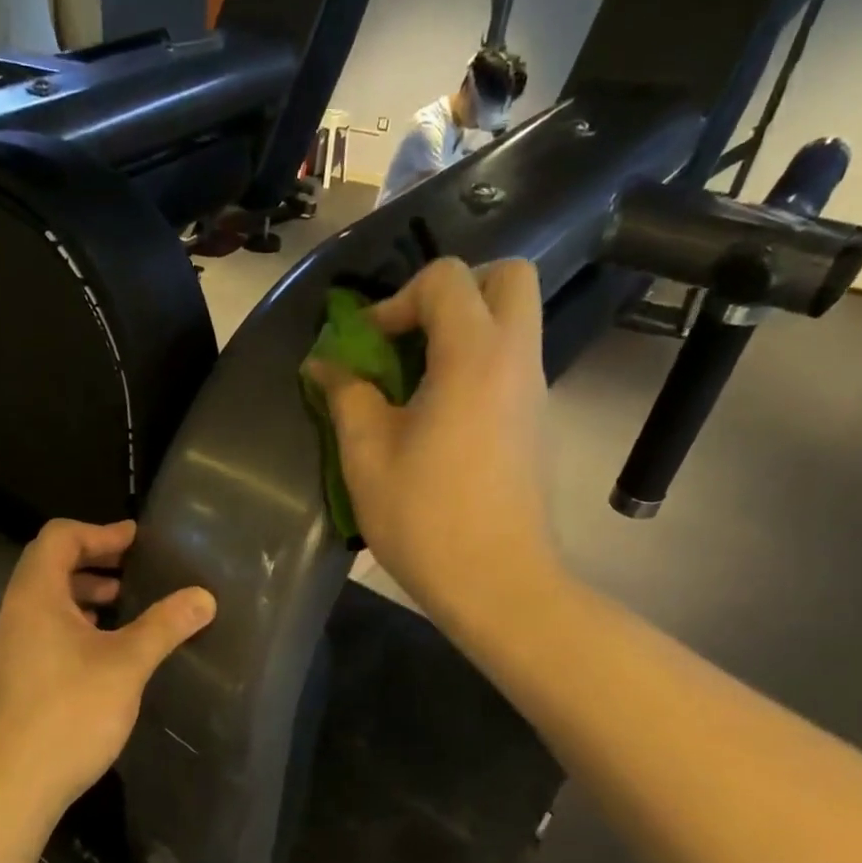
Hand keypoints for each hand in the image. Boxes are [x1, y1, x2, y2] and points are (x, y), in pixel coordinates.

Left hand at [0, 520, 215, 822]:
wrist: (7, 787)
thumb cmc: (66, 713)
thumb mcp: (125, 665)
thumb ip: (164, 626)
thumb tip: (204, 596)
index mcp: (36, 595)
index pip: (59, 537)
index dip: (99, 531)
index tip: (136, 540)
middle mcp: (18, 613)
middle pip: (50, 565)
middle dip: (94, 559)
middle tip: (135, 567)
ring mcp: (14, 647)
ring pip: (49, 601)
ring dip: (86, 593)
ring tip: (125, 603)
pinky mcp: (18, 678)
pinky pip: (48, 631)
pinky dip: (78, 624)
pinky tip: (107, 650)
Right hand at [306, 258, 560, 622]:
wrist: (498, 583)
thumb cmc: (425, 518)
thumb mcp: (366, 455)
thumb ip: (346, 395)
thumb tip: (325, 364)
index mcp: (474, 357)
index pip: (447, 279)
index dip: (396, 300)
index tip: (368, 347)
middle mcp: (516, 360)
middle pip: (507, 278)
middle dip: (452, 293)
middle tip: (409, 337)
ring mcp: (534, 392)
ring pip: (511, 323)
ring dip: (461, 332)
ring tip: (412, 383)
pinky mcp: (536, 423)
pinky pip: (509, 365)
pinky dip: (473, 367)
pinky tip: (435, 420)